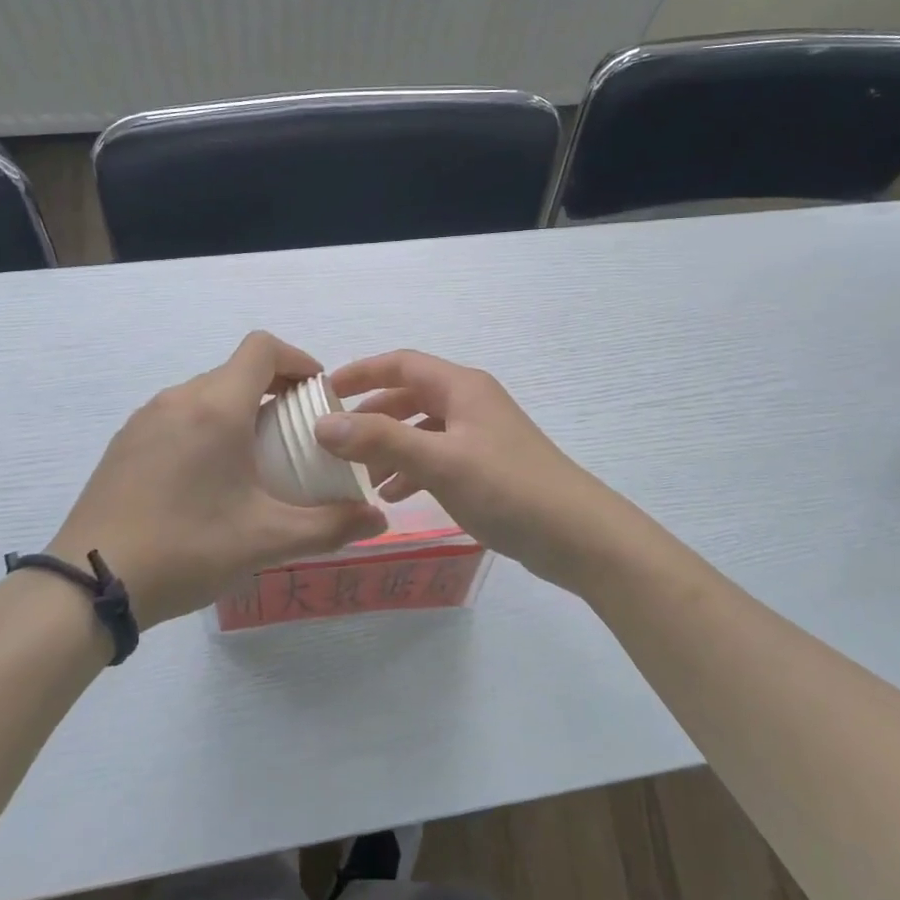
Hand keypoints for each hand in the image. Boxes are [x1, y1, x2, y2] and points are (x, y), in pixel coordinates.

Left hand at [48, 333, 386, 627]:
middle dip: (274, 390)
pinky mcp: (125, 442)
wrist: (88, 583)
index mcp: (216, 407)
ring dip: (239, 409)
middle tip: (297, 433)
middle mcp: (179, 399)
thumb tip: (378, 520)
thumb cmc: (186, 548)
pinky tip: (208, 478)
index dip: (298, 359)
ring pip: (206, 393)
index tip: (318, 392)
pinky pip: (178, 415)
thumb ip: (330, 526)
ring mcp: (145, 419)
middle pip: (236, 371)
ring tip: (256, 458)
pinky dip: (206, 426)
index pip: (263, 348)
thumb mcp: (265, 540)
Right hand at [315, 350, 640, 593]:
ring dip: (388, 446)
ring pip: (421, 429)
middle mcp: (470, 402)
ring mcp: (480, 434)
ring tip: (357, 475)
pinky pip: (437, 456)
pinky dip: (412, 469)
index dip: (360, 372)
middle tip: (333, 438)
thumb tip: (324, 423)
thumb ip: (380, 440)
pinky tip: (394, 496)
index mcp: (460, 387)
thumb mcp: (439, 462)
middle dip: (370, 414)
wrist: (577, 535)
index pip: (400, 364)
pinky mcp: (487, 465)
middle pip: (409, 395)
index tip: (322, 391)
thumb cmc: (507, 488)